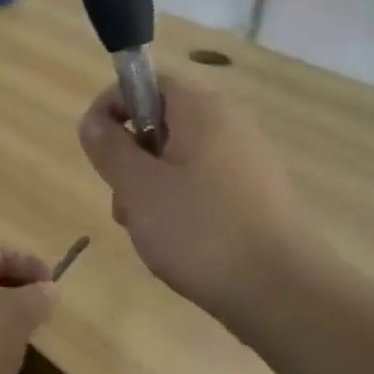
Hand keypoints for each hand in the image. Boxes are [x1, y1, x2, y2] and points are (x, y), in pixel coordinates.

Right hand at [78, 72, 299, 323]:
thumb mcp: (137, 187)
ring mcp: (248, 160)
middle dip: (131, 157)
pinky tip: (179, 242)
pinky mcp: (257, 195)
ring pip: (179, 158)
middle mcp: (230, 123)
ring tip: (148, 230)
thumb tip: (93, 121)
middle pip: (161, 122)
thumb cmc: (199, 230)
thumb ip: (108, 147)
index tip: (97, 149)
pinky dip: (181, 204)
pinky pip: (204, 184)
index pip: (147, 82)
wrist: (280, 291)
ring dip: (151, 186)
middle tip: (124, 200)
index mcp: (201, 109)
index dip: (112, 107)